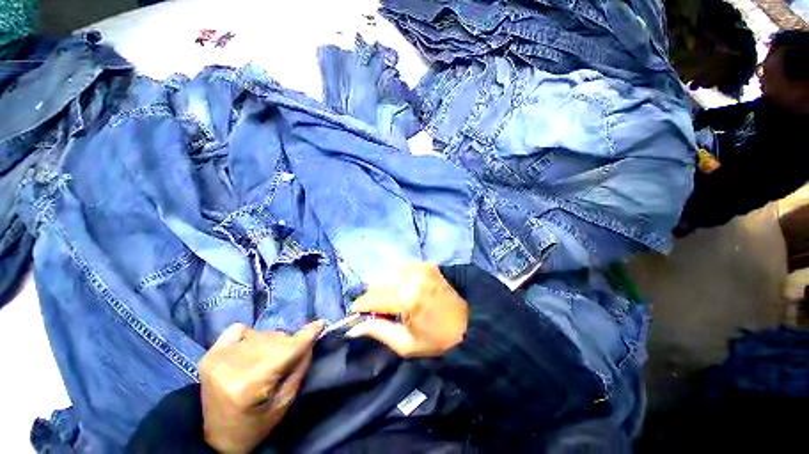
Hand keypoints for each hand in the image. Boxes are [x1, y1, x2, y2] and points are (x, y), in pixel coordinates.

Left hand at [199, 321, 323, 453]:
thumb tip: (310, 341)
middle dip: (289, 344)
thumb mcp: (284, 402)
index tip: (321, 323)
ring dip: (272, 343)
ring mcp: (218, 357)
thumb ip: (299, 368)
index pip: (285, 350)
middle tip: (288, 360)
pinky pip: (239, 329)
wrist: (217, 438)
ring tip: (268, 360)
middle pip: (275, 340)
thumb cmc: (255, 425)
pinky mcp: (210, 353)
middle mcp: (231, 366)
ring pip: (262, 334)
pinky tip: (251, 350)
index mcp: (249, 384)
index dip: (306, 335)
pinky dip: (251, 335)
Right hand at [347, 263, 467, 357]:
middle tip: (376, 309)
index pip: (374, 296)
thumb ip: (378, 331)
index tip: (355, 312)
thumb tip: (354, 327)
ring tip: (389, 301)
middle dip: (372, 295)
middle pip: (379, 280)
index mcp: (408, 297)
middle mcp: (413, 276)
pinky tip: (402, 290)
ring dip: (384, 286)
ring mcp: (421, 267)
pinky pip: (402, 268)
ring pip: (389, 272)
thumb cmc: (437, 340)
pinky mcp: (427, 265)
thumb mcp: (406, 344)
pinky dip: (397, 278)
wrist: (469, 324)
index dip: (361, 304)